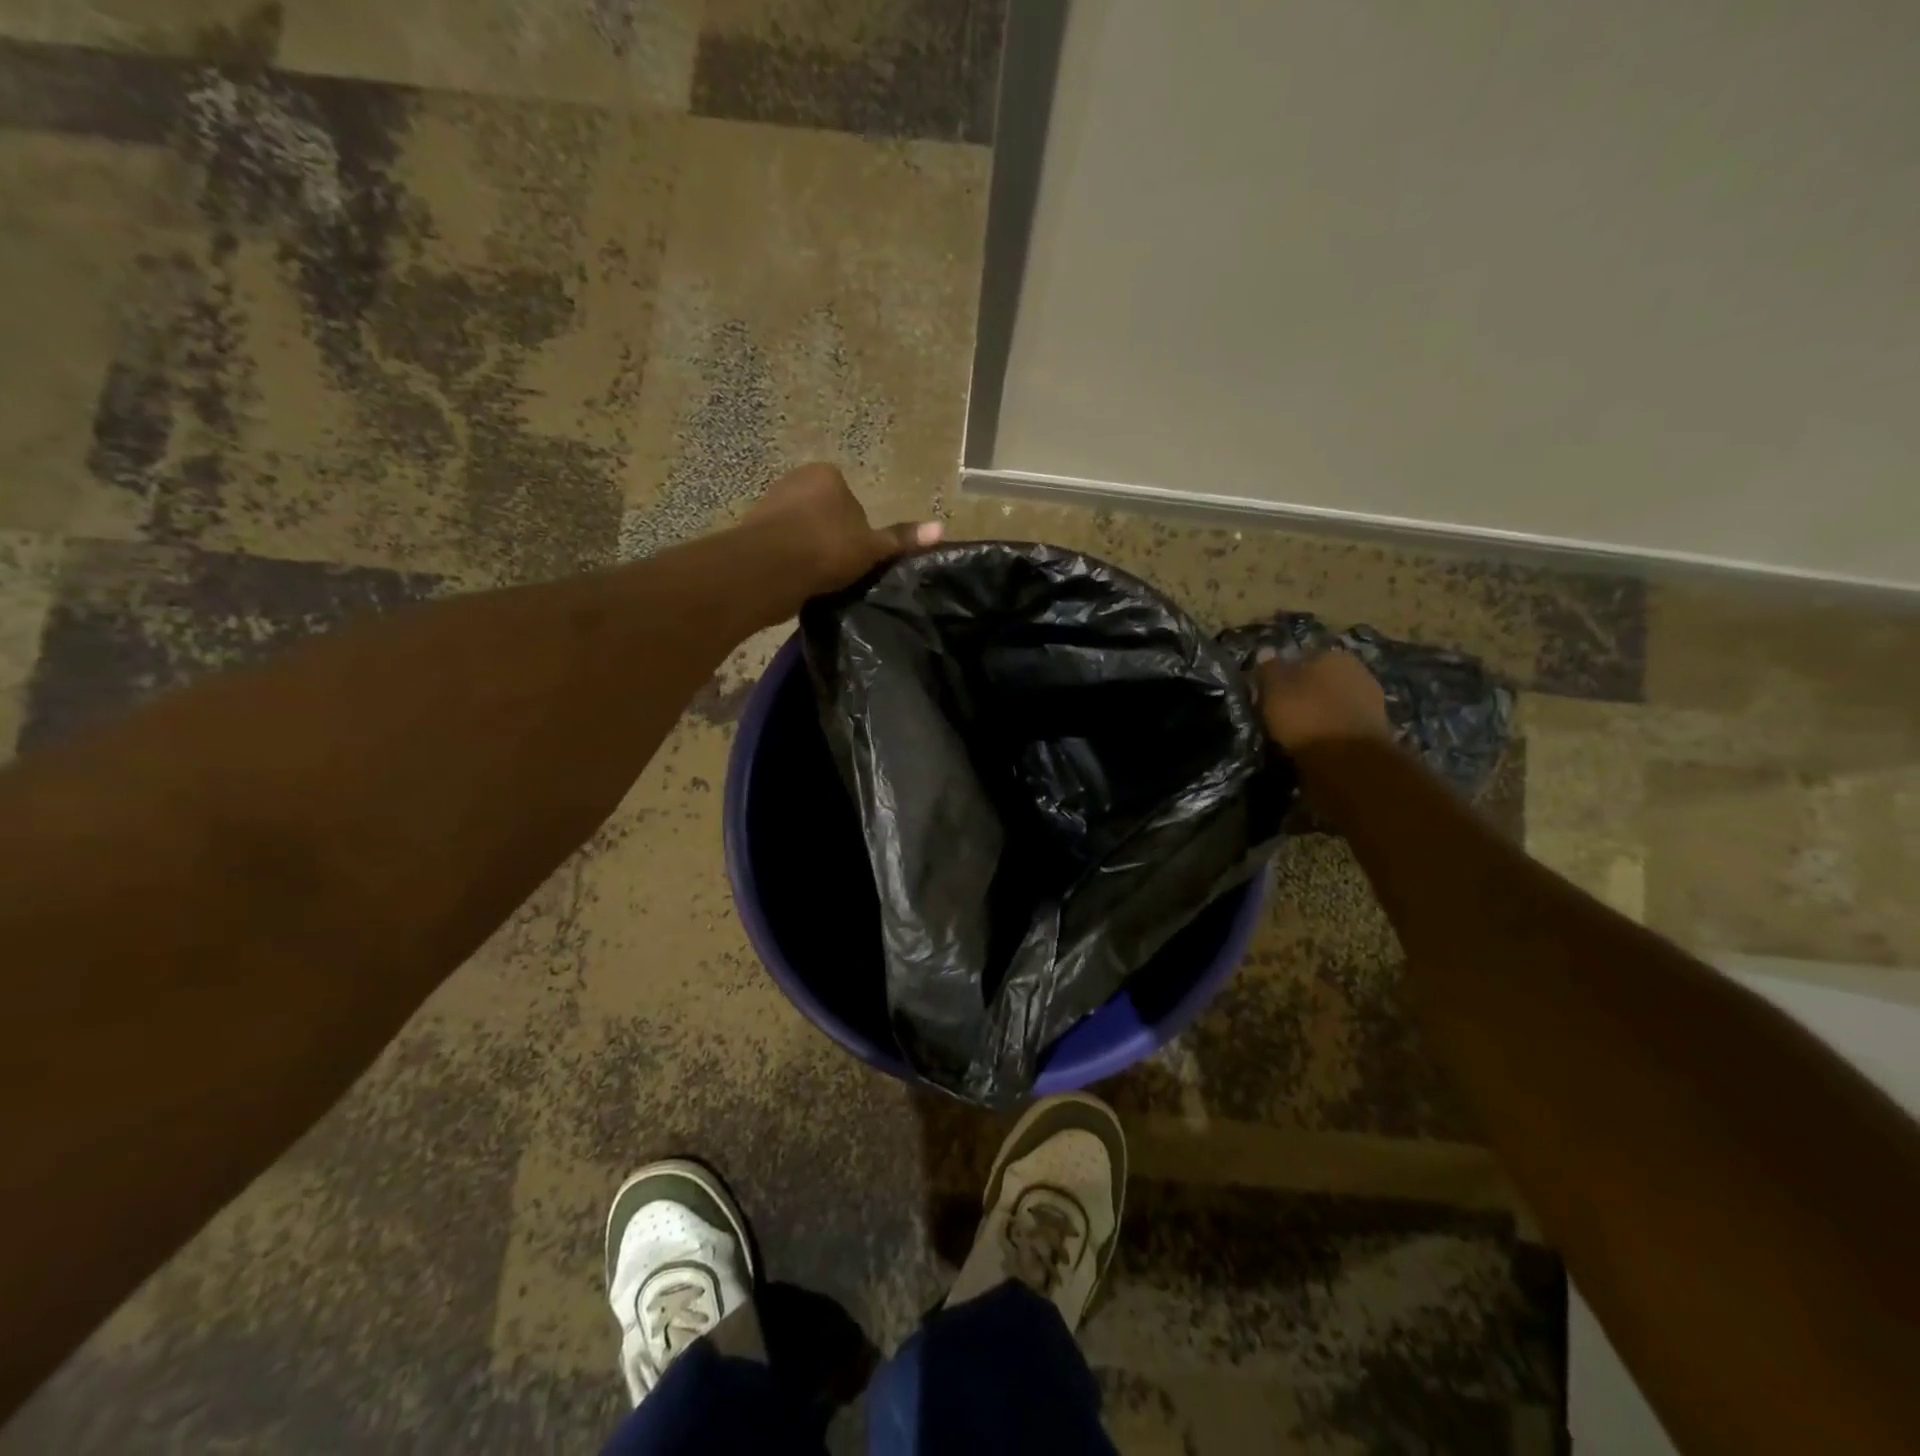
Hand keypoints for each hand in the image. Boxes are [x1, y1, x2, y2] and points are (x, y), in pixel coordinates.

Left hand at [742, 462, 942, 596]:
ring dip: (810, 552)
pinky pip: (782, 547)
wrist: (768, 569)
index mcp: (827, 474)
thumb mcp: (872, 547)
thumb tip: (941, 528)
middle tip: (841, 571)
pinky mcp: (752, 531)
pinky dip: (791, 562)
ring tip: (820, 580)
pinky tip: (799, 582)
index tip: (859, 557)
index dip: (860, 532)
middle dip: (832, 540)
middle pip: (826, 515)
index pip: (853, 502)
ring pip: (802, 532)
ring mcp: (770, 504)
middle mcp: (796, 480)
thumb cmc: (826, 549)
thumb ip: (901, 539)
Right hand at [1256, 649, 1390, 752]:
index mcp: (1329, 654)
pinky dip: (1335, 726)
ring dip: (1322, 709)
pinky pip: (1346, 719)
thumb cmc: (1306, 717)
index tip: (1271, 694)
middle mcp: (1356, 667)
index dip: (1283, 675)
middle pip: (1321, 677)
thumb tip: (1265, 651)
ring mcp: (1371, 695)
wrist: (1350, 758)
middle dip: (1306, 691)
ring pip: (1336, 698)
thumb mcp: (1274, 691)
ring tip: (1302, 729)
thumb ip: (1269, 670)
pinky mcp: (1379, 723)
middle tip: (1285, 712)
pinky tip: (1322, 739)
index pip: (1299, 658)